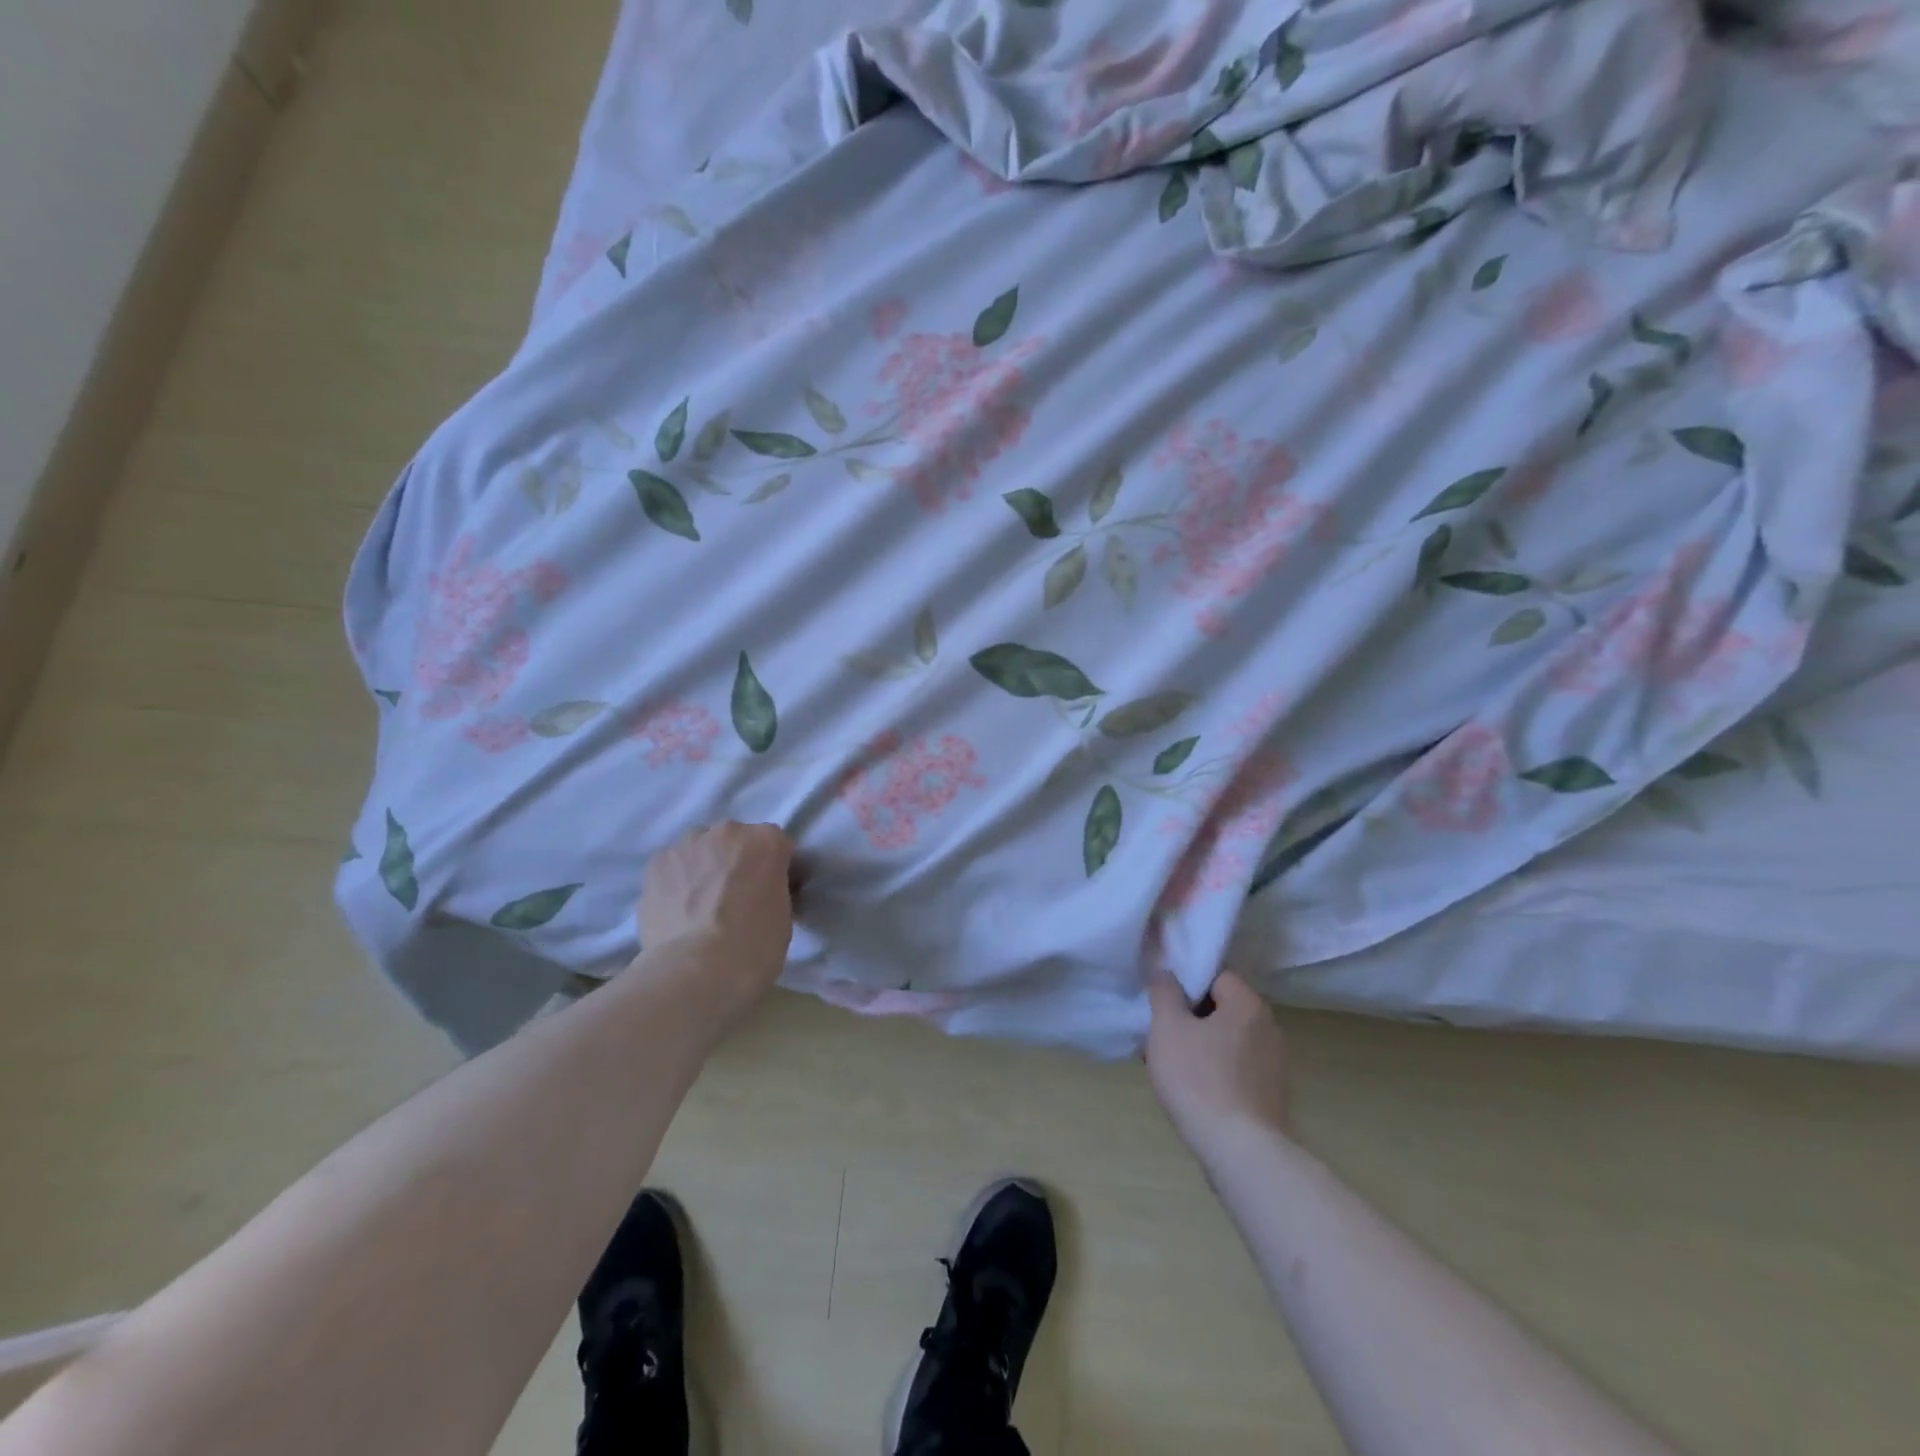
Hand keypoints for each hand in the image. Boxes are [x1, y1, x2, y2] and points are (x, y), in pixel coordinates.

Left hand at [636, 823, 795, 1008]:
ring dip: (704, 868)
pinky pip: (672, 867)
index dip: (775, 870)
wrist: (696, 971)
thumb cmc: (754, 947)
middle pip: (735, 841)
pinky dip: (676, 882)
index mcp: (767, 841)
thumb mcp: (783, 916)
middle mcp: (728, 832)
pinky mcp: (655, 864)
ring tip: (700, 906)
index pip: (776, 847)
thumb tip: (760, 892)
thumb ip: (773, 890)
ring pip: (700, 850)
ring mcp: (688, 845)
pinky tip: (678, 911)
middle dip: (737, 863)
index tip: (771, 894)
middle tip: (735, 900)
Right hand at [1146, 969, 1291, 1161]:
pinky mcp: (1271, 1094)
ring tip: (1171, 1066)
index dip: (1186, 984)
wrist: (1240, 1152)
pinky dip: (1215, 1071)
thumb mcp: (1167, 1027)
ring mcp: (1274, 1064)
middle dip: (1190, 1017)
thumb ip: (1164, 991)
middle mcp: (1269, 1027)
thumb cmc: (1199, 1079)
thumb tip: (1164, 969)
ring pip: (1227, 1040)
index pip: (1216, 975)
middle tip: (1161, 1035)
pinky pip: (1236, 1068)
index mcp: (1248, 1004)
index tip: (1163, 1004)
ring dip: (1200, 1046)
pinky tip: (1192, 1090)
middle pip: (1222, 1007)